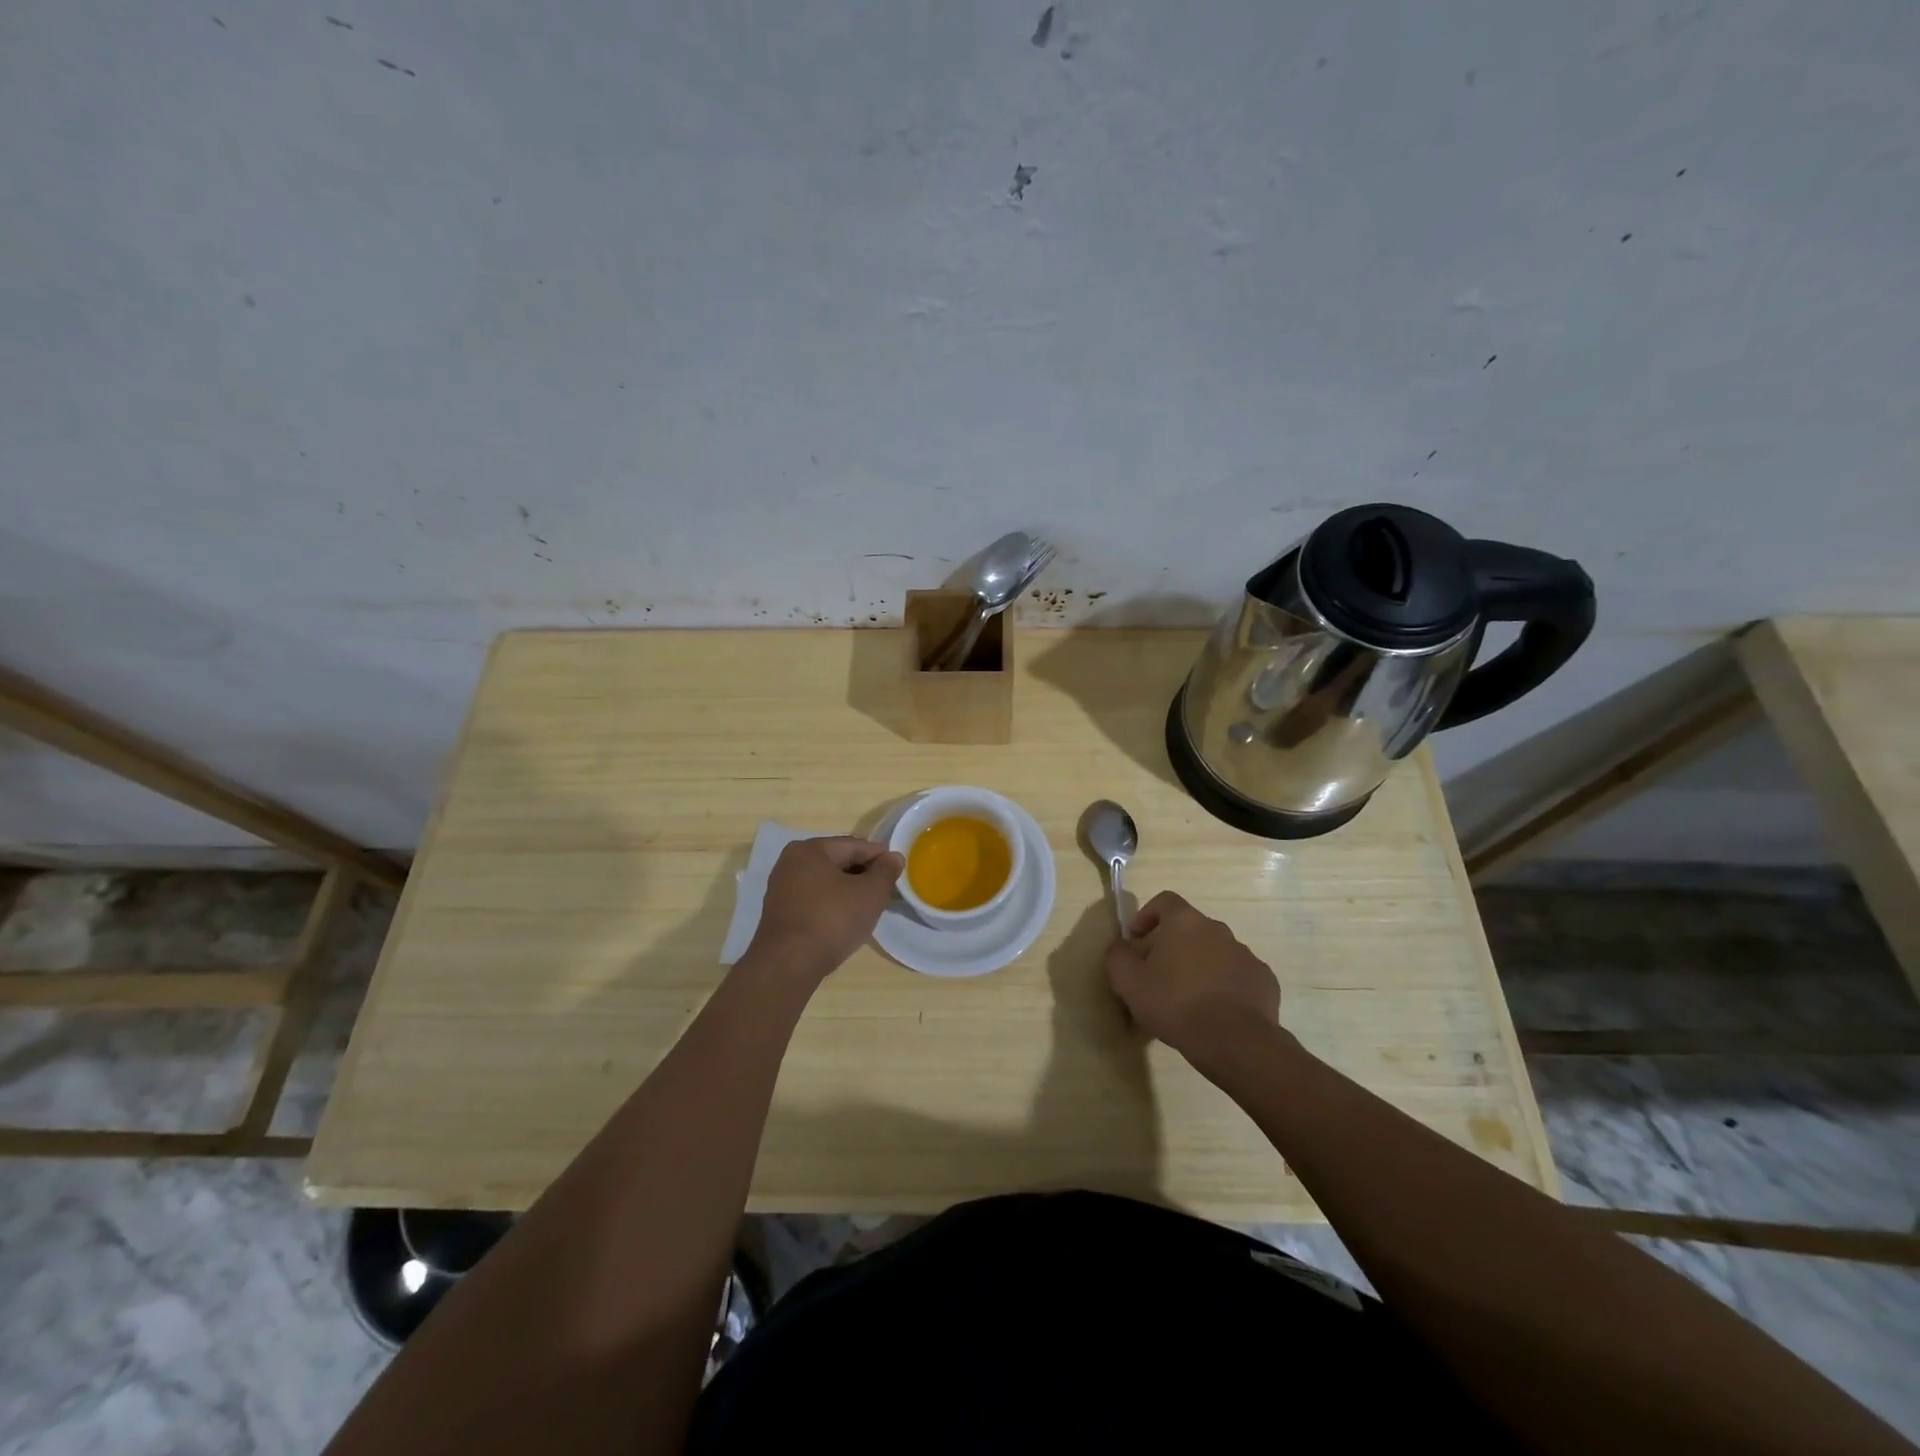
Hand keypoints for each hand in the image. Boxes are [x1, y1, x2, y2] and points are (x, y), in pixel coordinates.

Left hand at [746, 836, 903, 984]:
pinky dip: (831, 905)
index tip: (898, 872)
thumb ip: (886, 871)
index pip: (855, 845)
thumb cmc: (832, 920)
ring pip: (826, 882)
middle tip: (885, 892)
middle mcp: (790, 862)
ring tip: (868, 908)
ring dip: (848, 891)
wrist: (788, 965)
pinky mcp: (779, 912)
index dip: (880, 857)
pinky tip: (845, 921)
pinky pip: (813, 900)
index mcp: (810, 849)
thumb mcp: (870, 894)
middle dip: (864, 875)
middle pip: (838, 862)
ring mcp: (781, 888)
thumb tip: (894, 857)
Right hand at [1104, 891, 1281, 1063]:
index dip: (1147, 915)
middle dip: (1173, 946)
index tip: (1136, 939)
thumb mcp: (1129, 983)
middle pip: (1190, 928)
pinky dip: (1225, 985)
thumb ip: (1118, 957)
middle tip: (1158, 975)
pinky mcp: (1264, 980)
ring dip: (1200, 966)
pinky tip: (1216, 1012)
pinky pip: (1238, 975)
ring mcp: (1245, 954)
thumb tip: (1120, 947)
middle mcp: (1218, 929)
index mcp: (1185, 923)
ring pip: (1215, 952)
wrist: (1235, 1041)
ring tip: (1188, 999)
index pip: (1165, 901)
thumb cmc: (1176, 1004)